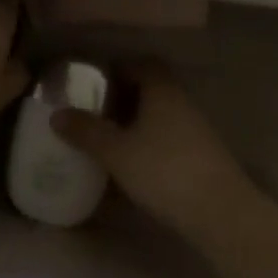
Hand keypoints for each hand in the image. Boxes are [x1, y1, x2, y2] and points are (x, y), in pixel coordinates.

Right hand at [51, 63, 259, 238]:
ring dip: (139, 122)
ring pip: (162, 115)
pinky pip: (171, 137)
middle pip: (152, 88)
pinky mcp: (204, 156)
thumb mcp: (117, 152)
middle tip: (96, 111)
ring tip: (111, 139)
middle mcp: (182, 102)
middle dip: (124, 97)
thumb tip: (56, 114)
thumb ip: (86, 132)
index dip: (119, 68)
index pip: (142, 64)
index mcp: (162, 91)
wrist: (221, 213)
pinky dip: (152, 142)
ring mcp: (198, 130)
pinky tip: (136, 164)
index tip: (95, 82)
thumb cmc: (164, 170)